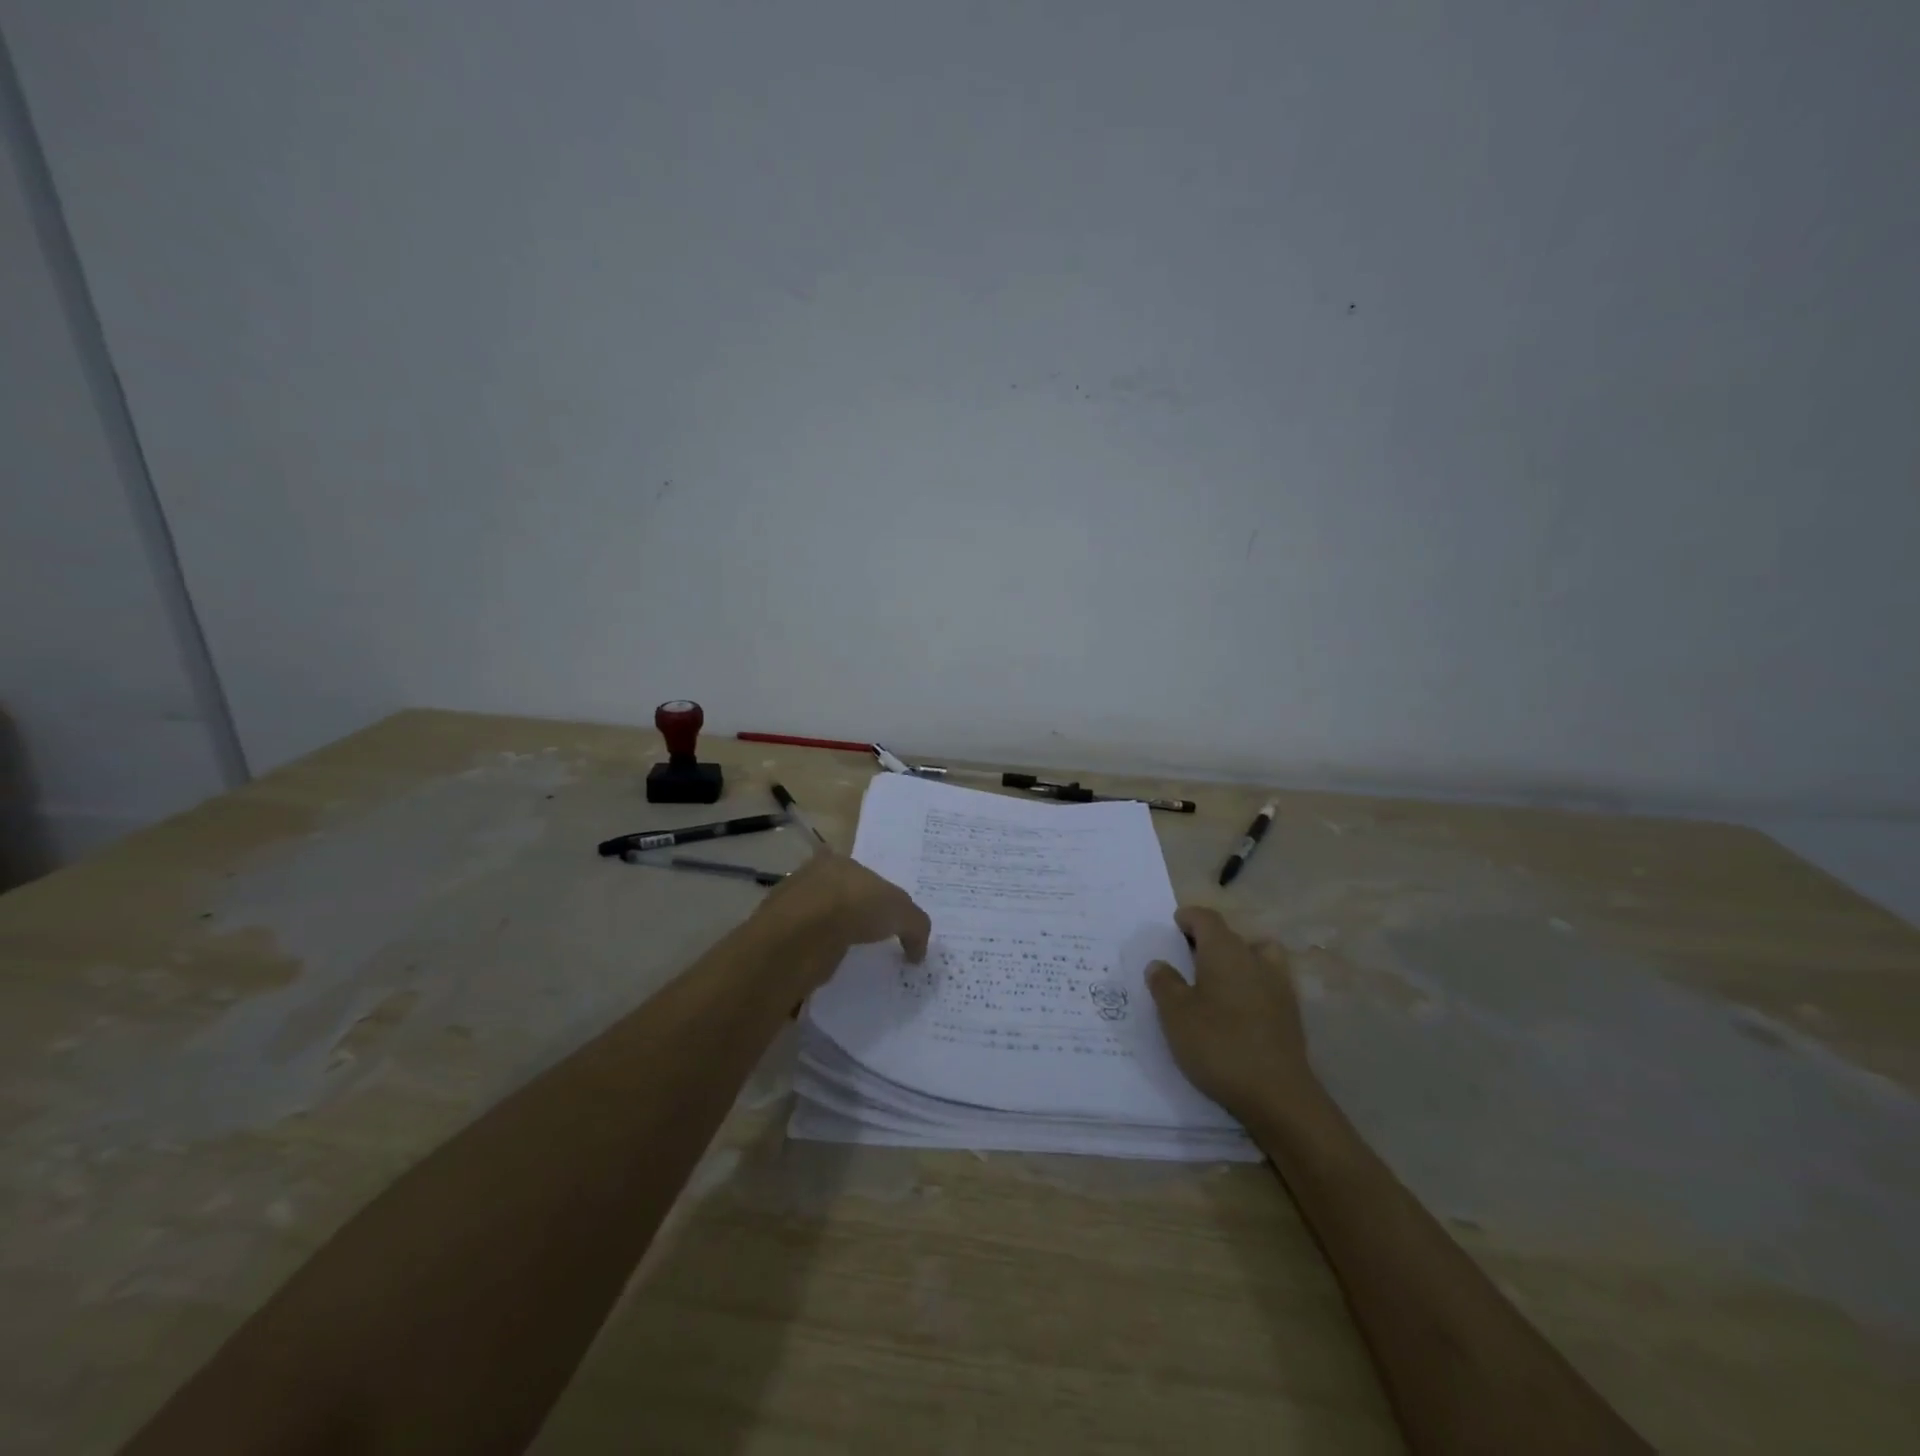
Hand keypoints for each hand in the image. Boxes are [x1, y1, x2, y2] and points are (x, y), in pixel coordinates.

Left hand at [751, 852, 930, 991]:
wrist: (802, 935)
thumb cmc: (855, 907)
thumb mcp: (901, 911)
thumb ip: (915, 926)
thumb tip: (917, 951)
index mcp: (838, 861)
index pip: (861, 876)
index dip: (876, 896)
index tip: (886, 921)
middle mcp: (810, 877)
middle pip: (839, 897)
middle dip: (853, 916)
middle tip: (872, 941)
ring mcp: (789, 907)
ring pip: (819, 922)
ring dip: (833, 939)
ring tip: (852, 961)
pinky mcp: (777, 938)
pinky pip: (805, 948)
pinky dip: (817, 958)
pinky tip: (830, 971)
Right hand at [1145, 906, 1318, 1121]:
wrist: (1277, 1094)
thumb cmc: (1218, 1044)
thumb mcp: (1175, 1014)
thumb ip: (1165, 984)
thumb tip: (1159, 964)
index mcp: (1225, 951)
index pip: (1207, 918)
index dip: (1189, 917)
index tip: (1175, 924)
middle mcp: (1255, 959)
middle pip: (1232, 935)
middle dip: (1210, 939)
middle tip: (1189, 957)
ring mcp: (1279, 985)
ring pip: (1258, 955)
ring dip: (1239, 958)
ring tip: (1219, 979)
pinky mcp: (1291, 1013)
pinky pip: (1269, 982)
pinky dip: (1253, 984)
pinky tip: (1239, 1008)